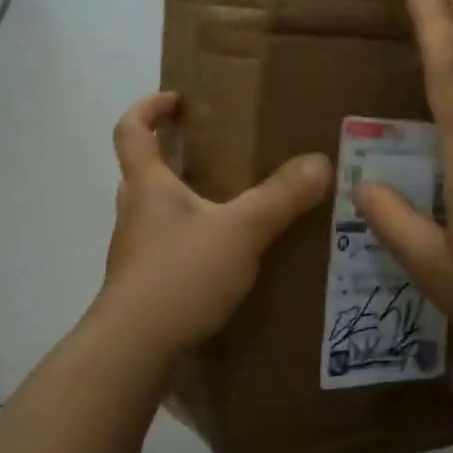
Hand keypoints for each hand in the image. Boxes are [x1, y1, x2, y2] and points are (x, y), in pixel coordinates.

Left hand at [100, 93, 332, 358]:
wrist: (133, 351)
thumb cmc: (180, 275)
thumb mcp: (241, 231)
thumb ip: (281, 197)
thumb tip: (321, 163)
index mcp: (148, 185)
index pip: (131, 129)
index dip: (149, 107)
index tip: (178, 101)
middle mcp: (134, 211)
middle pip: (143, 169)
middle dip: (173, 154)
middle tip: (213, 152)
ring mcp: (135, 251)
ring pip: (155, 210)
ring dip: (182, 198)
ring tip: (228, 204)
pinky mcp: (143, 284)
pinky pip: (166, 245)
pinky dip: (190, 238)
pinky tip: (223, 256)